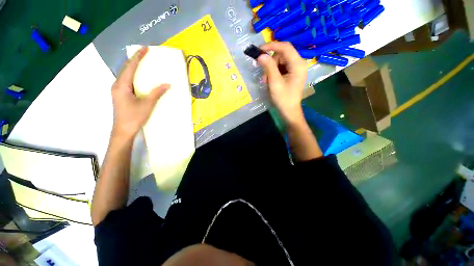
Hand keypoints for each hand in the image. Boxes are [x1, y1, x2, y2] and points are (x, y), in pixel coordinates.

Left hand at [111, 46, 169, 139]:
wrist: (123, 130)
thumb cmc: (134, 117)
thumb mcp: (147, 104)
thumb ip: (157, 93)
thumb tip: (167, 84)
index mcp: (122, 85)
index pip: (130, 67)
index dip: (138, 57)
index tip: (145, 48)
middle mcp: (117, 85)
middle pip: (126, 68)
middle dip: (135, 60)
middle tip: (145, 53)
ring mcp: (118, 90)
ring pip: (125, 74)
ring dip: (134, 67)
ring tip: (143, 62)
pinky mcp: (120, 95)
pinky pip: (127, 81)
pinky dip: (134, 76)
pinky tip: (140, 77)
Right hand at [257, 42, 306, 124]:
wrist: (289, 111)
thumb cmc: (283, 99)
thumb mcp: (274, 82)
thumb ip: (268, 67)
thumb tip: (260, 55)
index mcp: (298, 64)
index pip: (285, 47)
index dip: (271, 46)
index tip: (259, 50)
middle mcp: (299, 63)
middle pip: (282, 54)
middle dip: (271, 63)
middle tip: (264, 76)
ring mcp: (296, 69)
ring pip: (280, 61)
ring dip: (271, 69)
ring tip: (267, 81)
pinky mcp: (292, 73)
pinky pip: (281, 67)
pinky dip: (274, 72)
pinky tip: (271, 81)